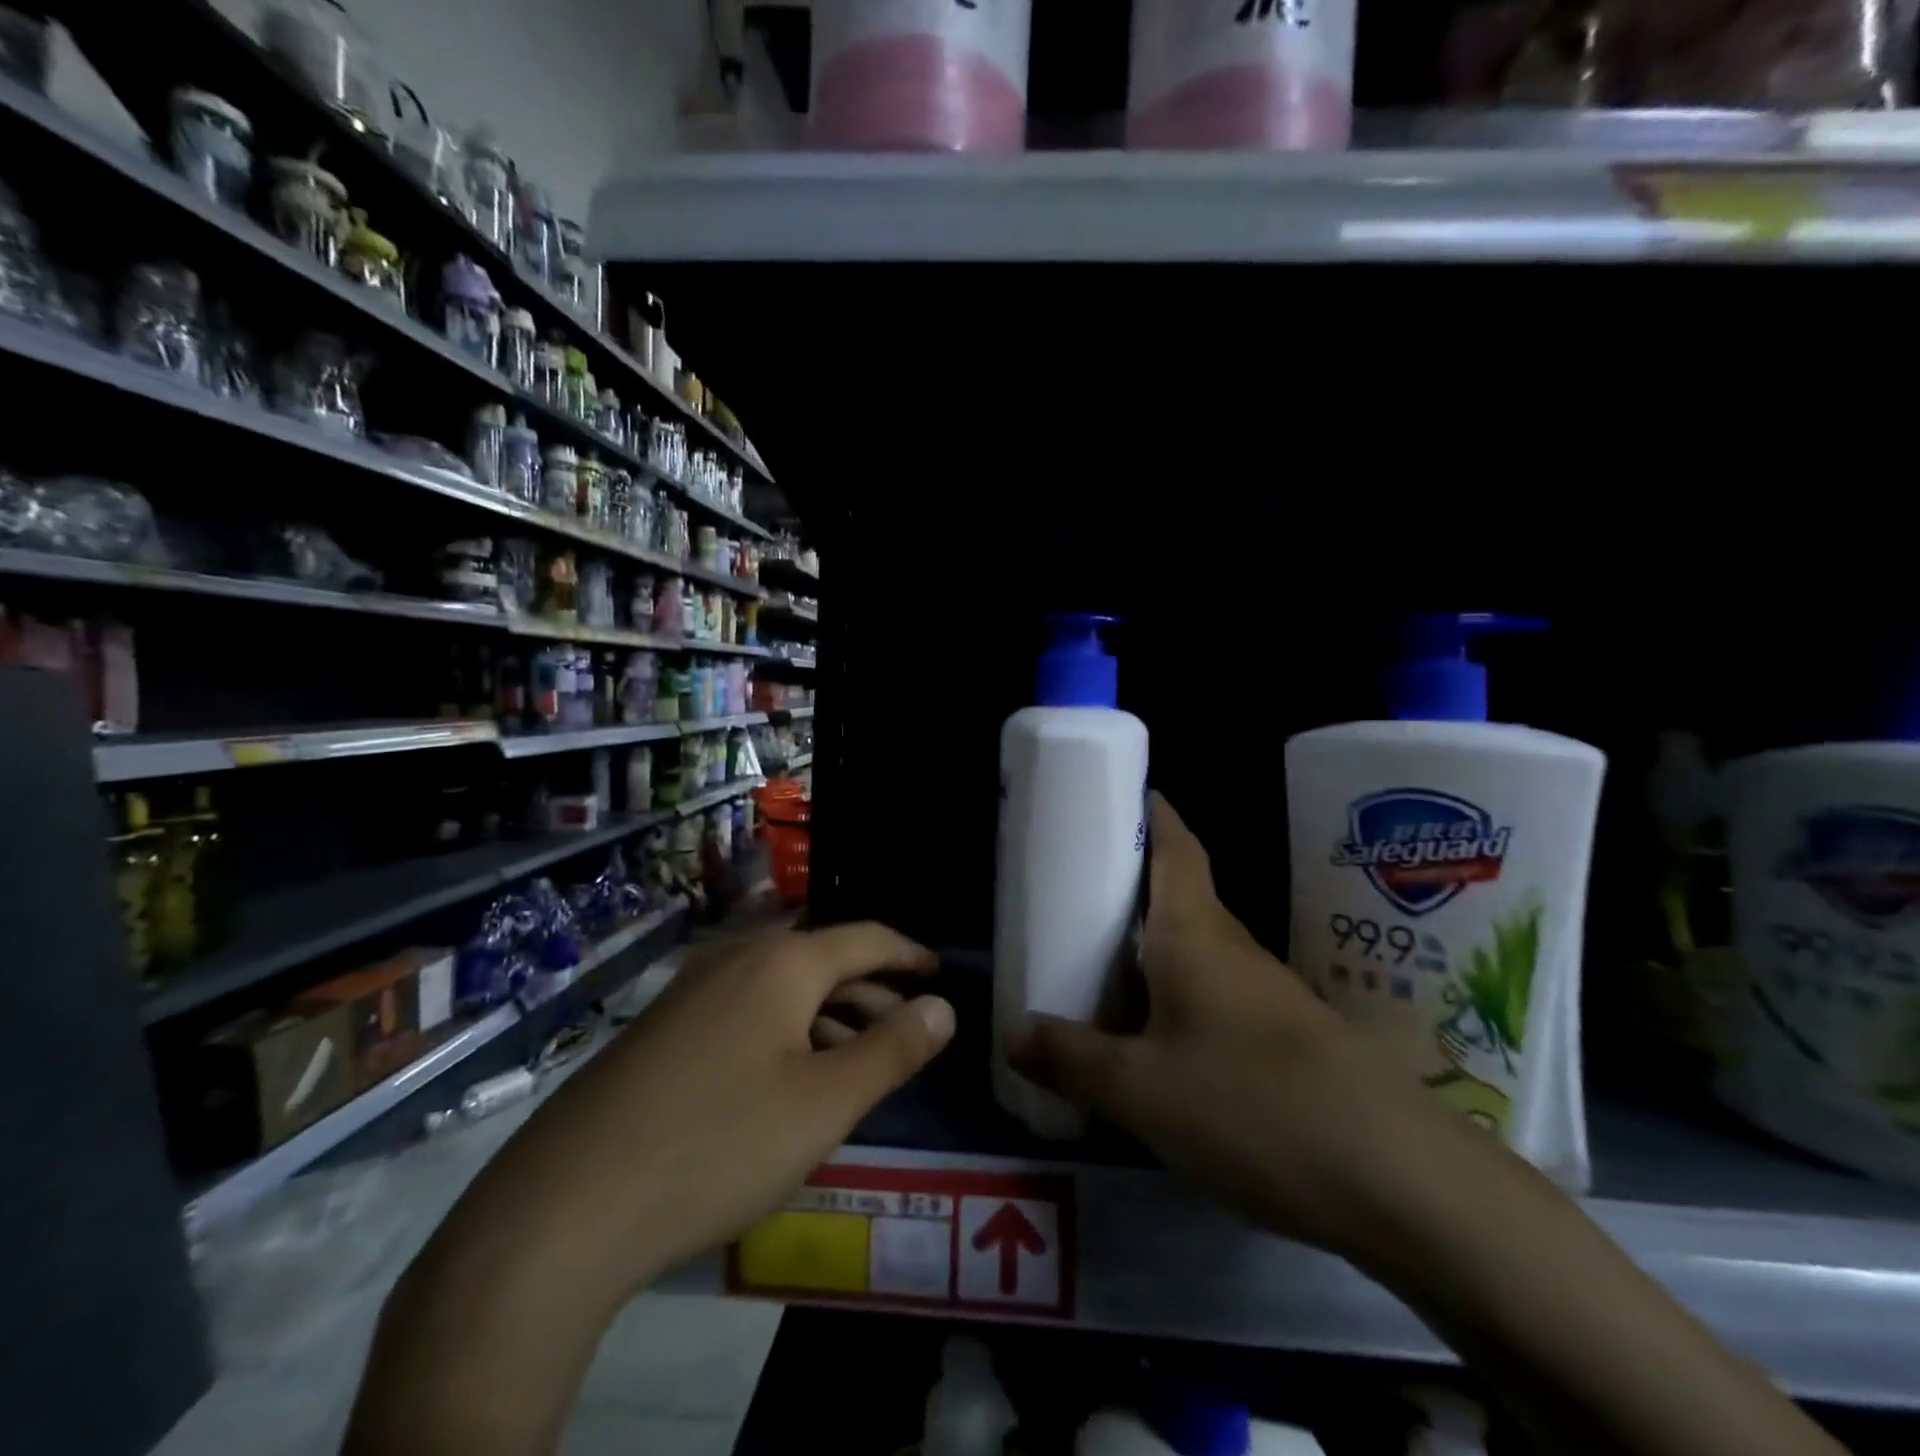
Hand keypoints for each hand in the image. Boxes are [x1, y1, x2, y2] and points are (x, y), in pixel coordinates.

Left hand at [433, 923, 954, 1298]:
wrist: (564, 1208)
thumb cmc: (718, 1144)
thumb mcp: (825, 1103)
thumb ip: (893, 1050)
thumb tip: (943, 1008)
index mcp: (782, 962)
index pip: (866, 938)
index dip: (909, 954)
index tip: (939, 975)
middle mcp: (735, 959)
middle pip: (823, 959)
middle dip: (872, 990)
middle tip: (907, 1027)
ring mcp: (690, 991)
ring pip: (782, 987)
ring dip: (829, 1014)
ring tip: (857, 1059)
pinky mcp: (661, 1029)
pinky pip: (744, 1011)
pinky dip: (784, 1030)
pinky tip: (788, 1078)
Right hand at [1010, 794, 1457, 1258]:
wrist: (1396, 1179)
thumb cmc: (1249, 1103)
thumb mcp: (1139, 1089)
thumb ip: (1071, 1057)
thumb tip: (1012, 1031)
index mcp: (1195, 932)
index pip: (1176, 846)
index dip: (1151, 813)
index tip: (1121, 794)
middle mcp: (1233, 948)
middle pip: (1180, 896)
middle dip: (1132, 887)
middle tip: (1077, 892)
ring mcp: (1267, 995)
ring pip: (1198, 951)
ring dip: (1153, 949)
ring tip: (1099, 967)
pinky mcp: (1288, 1040)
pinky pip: (1216, 998)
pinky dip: (1178, 999)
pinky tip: (1155, 1041)